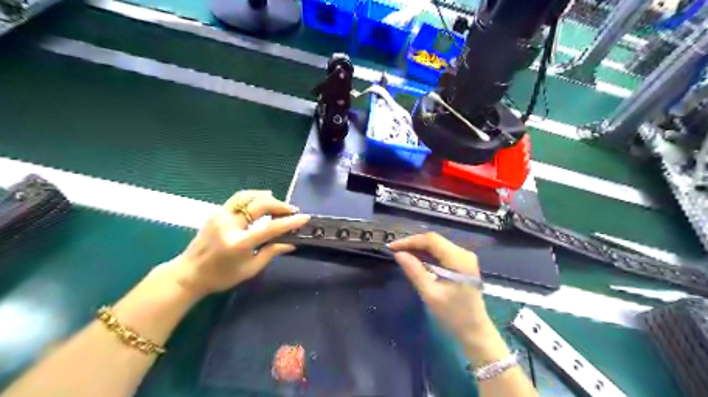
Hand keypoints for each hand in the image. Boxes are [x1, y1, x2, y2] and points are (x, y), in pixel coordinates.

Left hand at [168, 189, 310, 296]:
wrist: (188, 274)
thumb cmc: (221, 277)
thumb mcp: (250, 269)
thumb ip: (271, 252)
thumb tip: (291, 243)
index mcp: (239, 243)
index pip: (270, 228)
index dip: (290, 222)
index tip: (304, 217)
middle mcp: (229, 225)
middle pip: (260, 205)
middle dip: (280, 205)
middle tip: (292, 210)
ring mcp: (220, 216)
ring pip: (247, 196)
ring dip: (266, 197)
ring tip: (278, 202)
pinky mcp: (216, 213)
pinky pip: (238, 199)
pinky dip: (253, 197)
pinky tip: (261, 201)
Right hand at [387, 232, 509, 364]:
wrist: (475, 330)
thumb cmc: (453, 315)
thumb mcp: (430, 294)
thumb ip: (414, 271)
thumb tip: (398, 254)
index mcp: (459, 259)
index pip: (431, 240)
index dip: (410, 241)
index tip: (392, 247)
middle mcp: (463, 253)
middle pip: (434, 240)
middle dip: (412, 244)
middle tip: (394, 250)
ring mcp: (464, 257)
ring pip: (436, 245)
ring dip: (418, 248)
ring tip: (400, 254)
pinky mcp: (461, 263)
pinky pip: (440, 252)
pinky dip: (426, 254)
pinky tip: (414, 259)